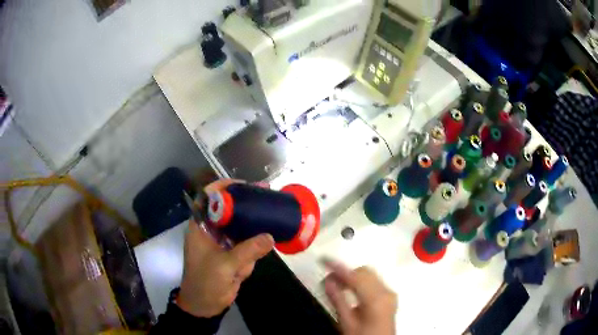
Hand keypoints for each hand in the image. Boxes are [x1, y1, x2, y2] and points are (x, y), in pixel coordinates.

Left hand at [177, 179, 274, 317]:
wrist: (205, 305)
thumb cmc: (205, 282)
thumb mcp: (224, 266)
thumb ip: (247, 252)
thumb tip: (270, 237)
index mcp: (200, 227)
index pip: (207, 198)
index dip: (222, 187)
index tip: (243, 185)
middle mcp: (210, 231)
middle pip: (227, 209)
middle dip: (245, 203)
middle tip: (265, 194)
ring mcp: (222, 242)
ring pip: (239, 225)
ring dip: (253, 223)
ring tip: (271, 213)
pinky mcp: (231, 254)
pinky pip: (245, 242)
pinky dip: (255, 242)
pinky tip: (269, 237)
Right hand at [323, 260, 396, 334]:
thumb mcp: (347, 322)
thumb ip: (338, 300)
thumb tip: (328, 281)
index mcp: (376, 299)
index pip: (355, 276)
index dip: (338, 267)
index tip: (323, 260)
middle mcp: (386, 291)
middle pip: (365, 272)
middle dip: (346, 272)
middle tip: (328, 280)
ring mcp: (390, 293)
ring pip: (370, 275)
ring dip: (353, 276)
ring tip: (337, 285)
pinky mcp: (389, 296)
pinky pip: (374, 281)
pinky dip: (361, 281)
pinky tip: (351, 289)